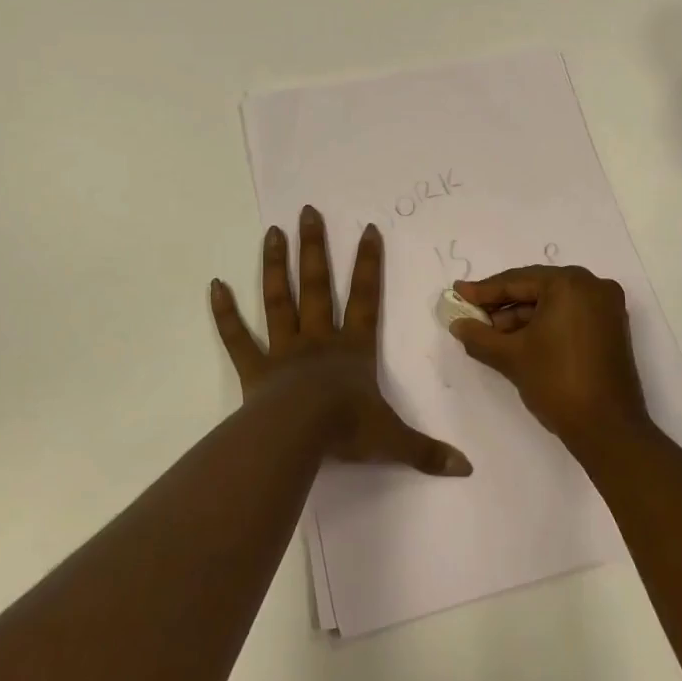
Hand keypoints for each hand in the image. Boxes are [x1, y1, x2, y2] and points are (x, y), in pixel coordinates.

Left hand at [210, 206, 471, 476]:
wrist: (299, 436)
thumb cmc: (347, 429)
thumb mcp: (393, 440)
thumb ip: (426, 450)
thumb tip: (467, 469)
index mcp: (353, 348)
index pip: (366, 298)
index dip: (368, 263)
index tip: (367, 228)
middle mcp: (319, 339)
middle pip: (318, 285)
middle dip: (315, 248)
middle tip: (307, 212)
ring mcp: (284, 350)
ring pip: (279, 299)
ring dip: (276, 266)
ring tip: (272, 231)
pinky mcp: (254, 369)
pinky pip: (237, 337)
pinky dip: (225, 313)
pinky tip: (215, 285)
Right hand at [449, 265, 650, 451]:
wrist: (608, 430)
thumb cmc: (557, 383)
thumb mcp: (511, 356)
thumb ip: (479, 336)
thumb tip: (457, 324)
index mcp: (570, 283)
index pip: (516, 281)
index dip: (483, 290)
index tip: (458, 293)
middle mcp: (592, 286)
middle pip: (535, 288)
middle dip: (501, 304)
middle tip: (470, 313)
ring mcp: (606, 307)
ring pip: (552, 303)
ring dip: (520, 316)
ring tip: (489, 333)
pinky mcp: (611, 328)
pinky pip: (568, 315)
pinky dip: (543, 324)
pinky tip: (517, 339)